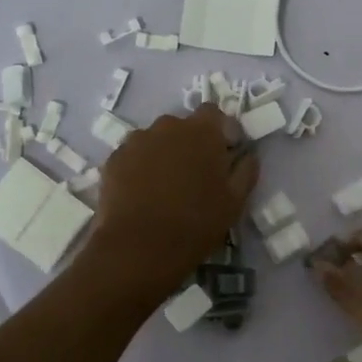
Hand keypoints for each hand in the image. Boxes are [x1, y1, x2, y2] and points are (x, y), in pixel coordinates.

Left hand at [85, 105, 257, 298]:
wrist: (139, 248)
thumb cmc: (196, 223)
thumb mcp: (235, 201)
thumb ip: (245, 170)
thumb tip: (247, 155)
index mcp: (202, 131)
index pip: (214, 113)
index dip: (220, 131)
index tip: (224, 155)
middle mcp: (168, 126)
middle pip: (183, 126)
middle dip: (191, 143)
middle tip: (195, 175)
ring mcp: (137, 140)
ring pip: (157, 140)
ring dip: (164, 154)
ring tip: (165, 187)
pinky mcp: (114, 159)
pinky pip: (134, 156)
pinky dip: (140, 167)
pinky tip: (143, 194)